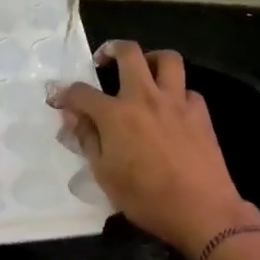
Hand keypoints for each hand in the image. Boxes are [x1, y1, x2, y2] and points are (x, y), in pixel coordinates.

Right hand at [49, 42, 256, 256]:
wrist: (201, 210)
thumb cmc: (146, 198)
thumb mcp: (104, 174)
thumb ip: (87, 140)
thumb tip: (73, 116)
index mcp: (116, 115)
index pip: (82, 92)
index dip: (65, 93)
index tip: (58, 98)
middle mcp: (145, 98)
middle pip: (129, 53)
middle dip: (112, 49)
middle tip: (104, 59)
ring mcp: (176, 102)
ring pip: (167, 59)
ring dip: (151, 59)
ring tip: (144, 71)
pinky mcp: (201, 113)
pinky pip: (187, 90)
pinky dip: (176, 94)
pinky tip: (171, 110)